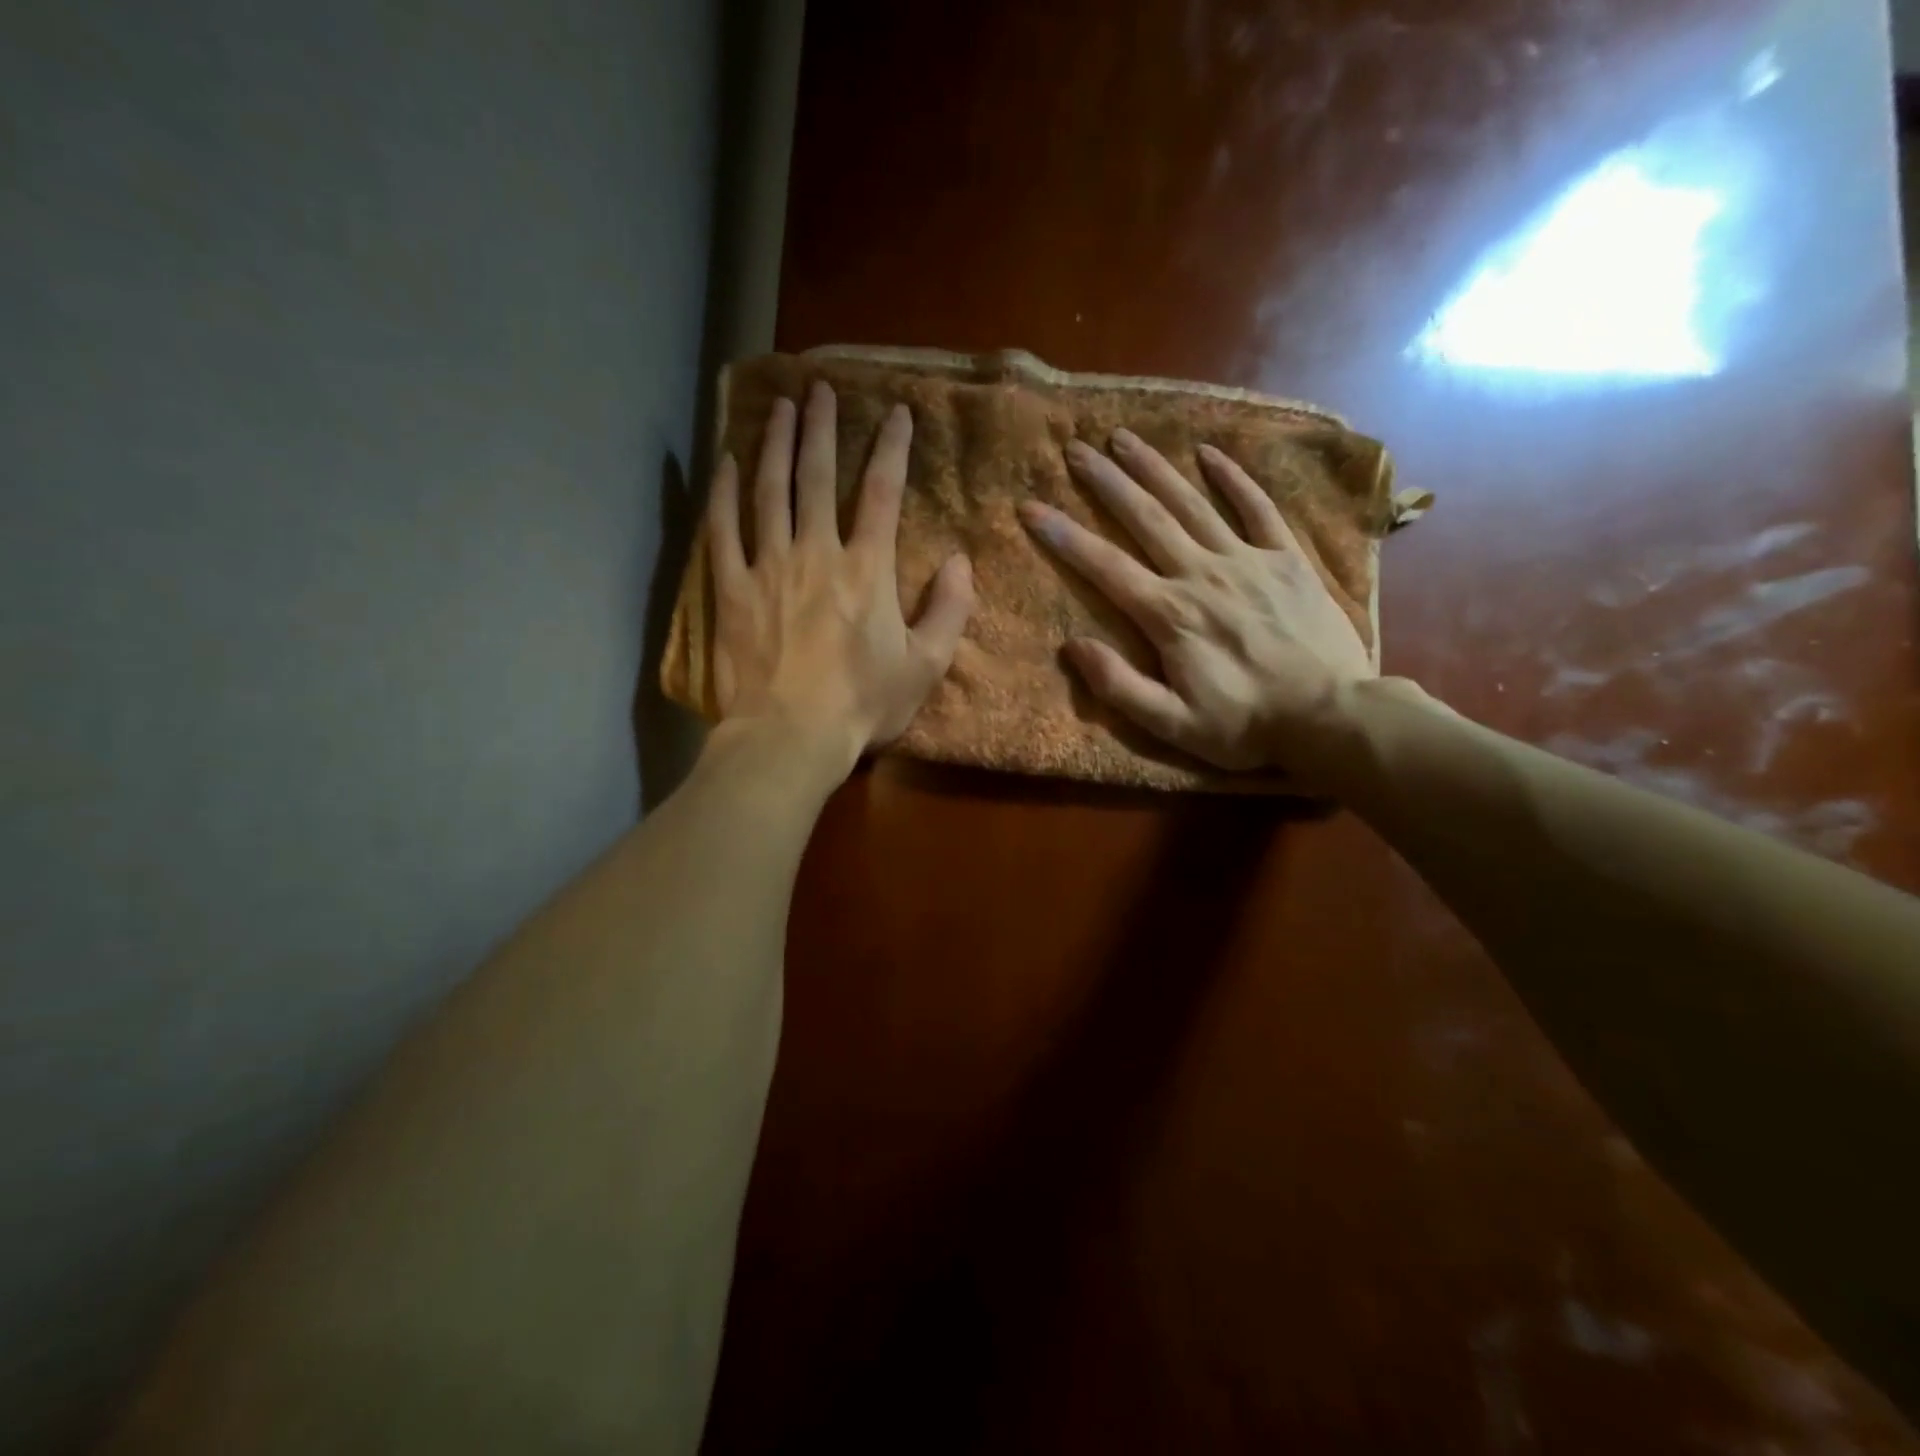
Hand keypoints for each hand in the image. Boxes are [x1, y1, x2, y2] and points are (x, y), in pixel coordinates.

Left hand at [707, 382, 974, 774]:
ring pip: (770, 490)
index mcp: (867, 570)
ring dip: (775, 444)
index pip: (883, 493)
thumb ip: (949, 610)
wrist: (790, 737)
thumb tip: (961, 560)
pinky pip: (723, 529)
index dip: (892, 448)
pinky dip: (723, 492)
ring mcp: (767, 566)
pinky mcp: (730, 588)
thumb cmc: (863, 705)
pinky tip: (725, 463)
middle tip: (819, 388)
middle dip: (821, 428)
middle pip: (818, 476)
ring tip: (779, 407)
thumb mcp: (925, 666)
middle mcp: (816, 553)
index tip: (896, 412)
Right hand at [1018, 430, 1374, 779]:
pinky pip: (1257, 508)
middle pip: (1146, 519)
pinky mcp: (1286, 558)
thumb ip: (1119, 686)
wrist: (1333, 718)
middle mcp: (1202, 575)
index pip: (1105, 567)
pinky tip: (1208, 452)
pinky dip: (1233, 478)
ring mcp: (1247, 560)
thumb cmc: (1245, 726)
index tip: (1032, 507)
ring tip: (1124, 436)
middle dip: (1107, 482)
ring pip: (1192, 504)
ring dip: (1155, 468)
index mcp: (1169, 615)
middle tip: (1076, 449)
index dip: (1064, 536)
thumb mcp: (1172, 725)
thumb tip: (1073, 646)